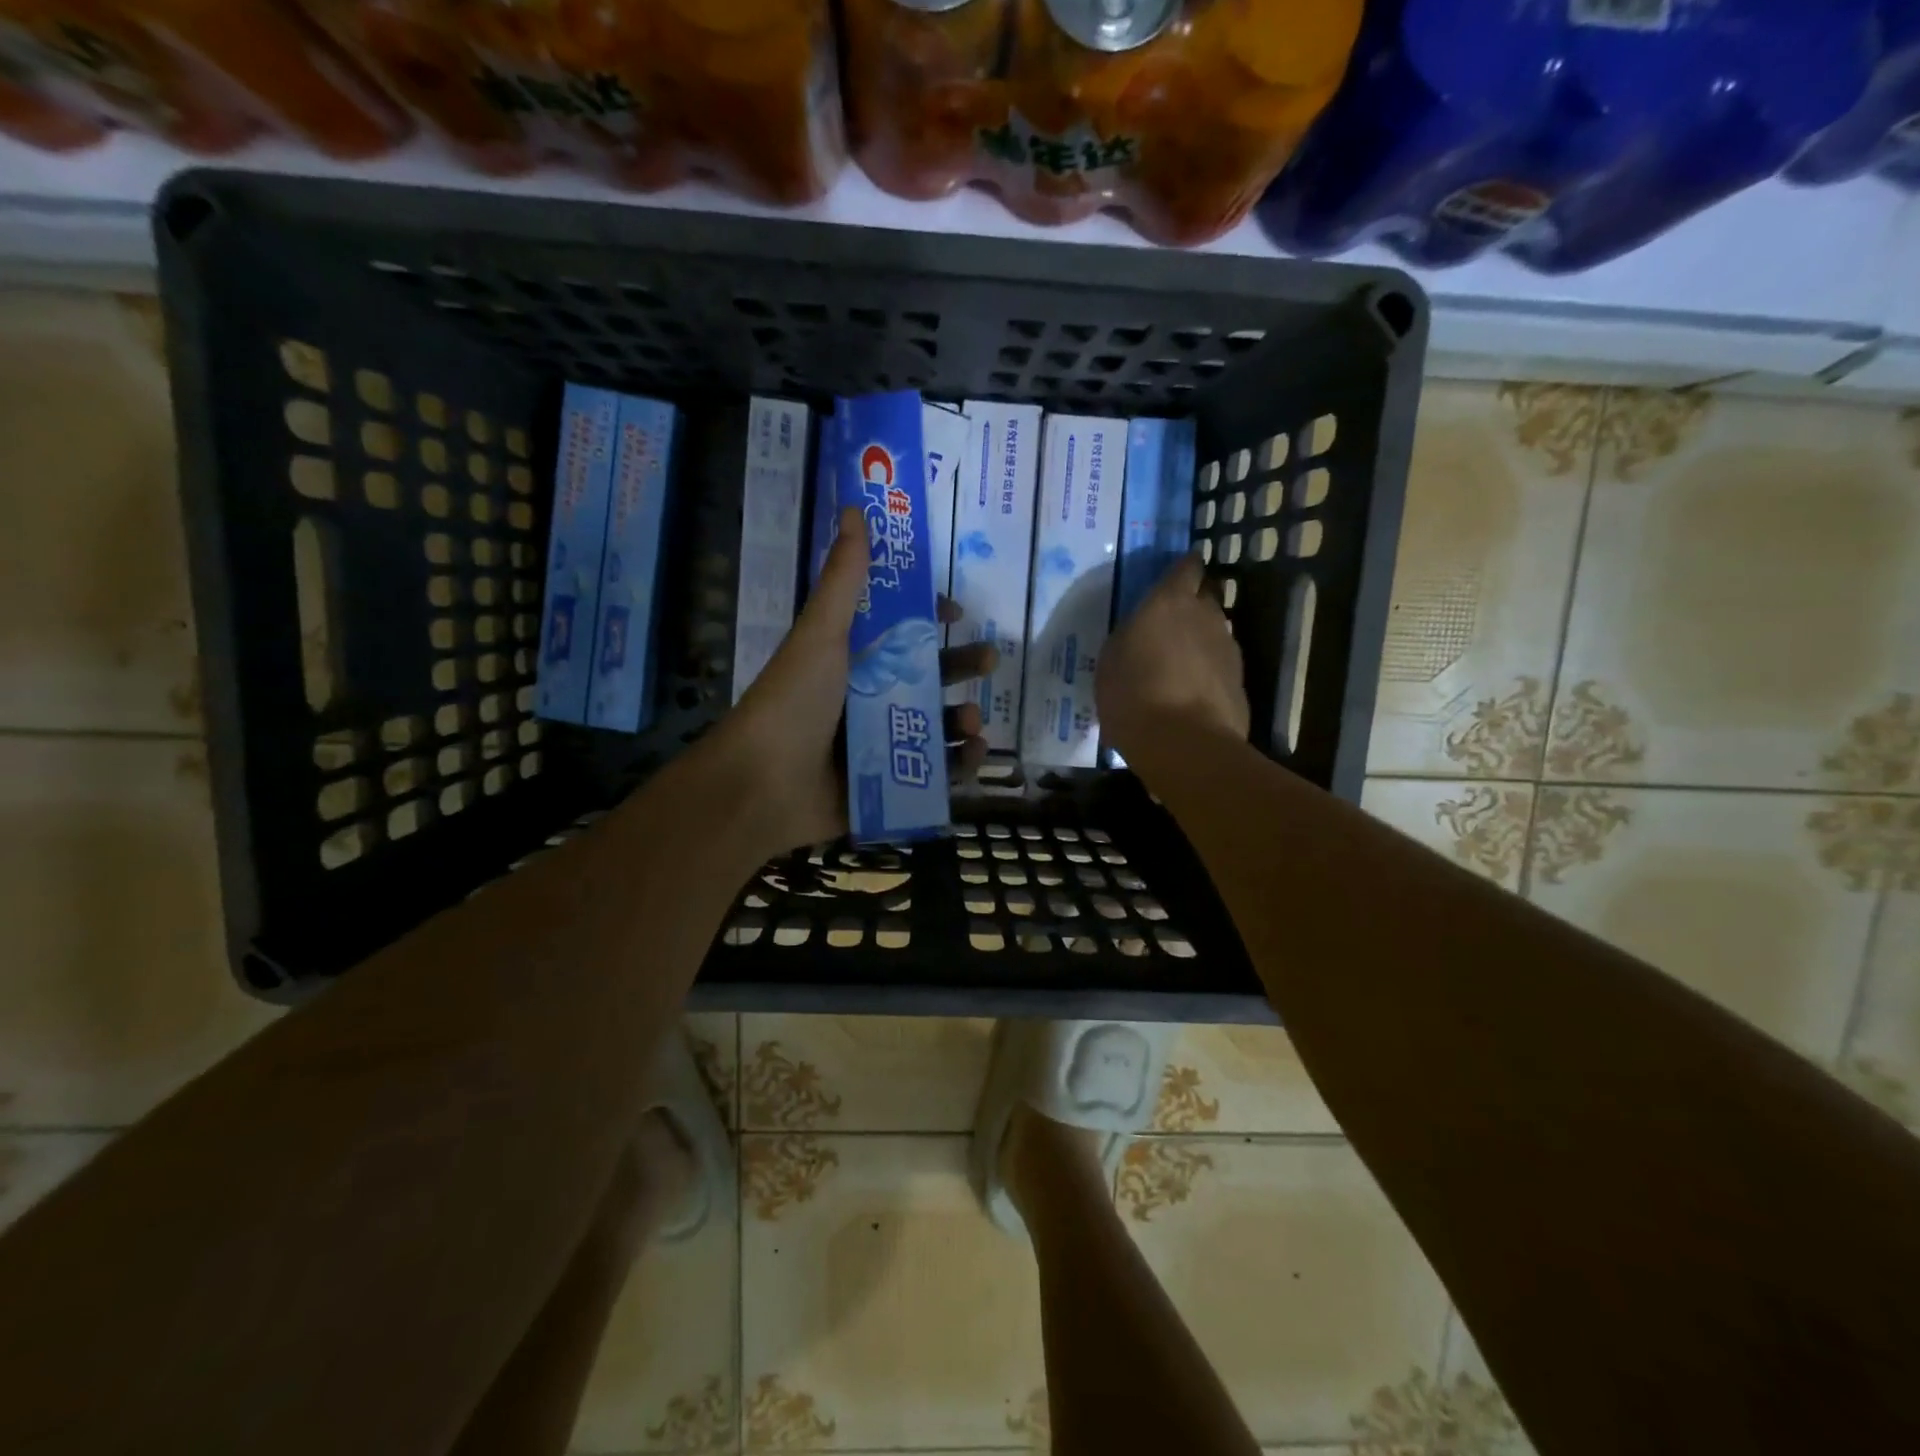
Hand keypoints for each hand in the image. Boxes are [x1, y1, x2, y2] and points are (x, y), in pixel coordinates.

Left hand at [708, 507, 995, 856]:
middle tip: (991, 660)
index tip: (958, 615)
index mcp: (850, 660)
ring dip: (963, 717)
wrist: (763, 786)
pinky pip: (934, 771)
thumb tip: (854, 508)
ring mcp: (879, 743)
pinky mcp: (889, 784)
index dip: (928, 620)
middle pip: (925, 677)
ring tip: (976, 721)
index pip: (898, 632)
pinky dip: (958, 763)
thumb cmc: (793, 702)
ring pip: (935, 724)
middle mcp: (866, 698)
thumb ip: (843, 579)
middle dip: (960, 667)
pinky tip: (972, 753)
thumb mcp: (820, 634)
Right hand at [1095, 553, 1249, 765]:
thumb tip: (1141, 634)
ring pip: (1215, 631)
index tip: (1177, 574)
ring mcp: (1228, 647)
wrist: (1185, 744)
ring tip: (1178, 662)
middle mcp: (1205, 615)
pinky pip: (1220, 664)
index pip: (1186, 567)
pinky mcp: (1240, 680)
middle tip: (1172, 620)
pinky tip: (1191, 691)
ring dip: (1200, 639)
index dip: (1183, 568)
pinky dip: (1208, 670)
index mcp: (1169, 602)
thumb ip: (1130, 637)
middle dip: (1194, 601)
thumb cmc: (1134, 696)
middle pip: (1206, 595)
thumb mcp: (1111, 661)